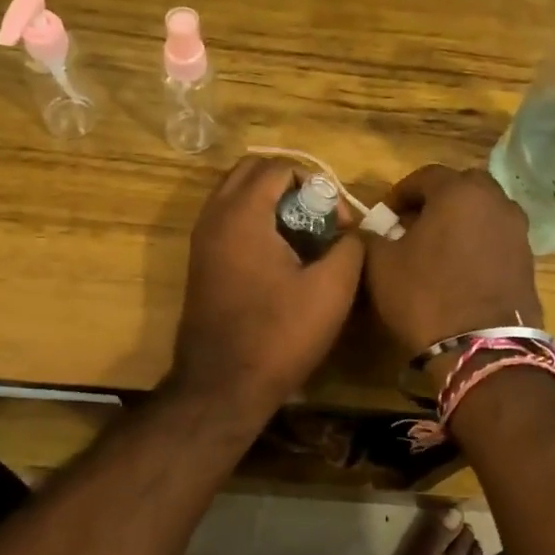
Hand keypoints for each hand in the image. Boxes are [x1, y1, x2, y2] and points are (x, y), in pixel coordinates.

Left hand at [166, 157, 364, 420]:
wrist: (222, 386)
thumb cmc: (278, 335)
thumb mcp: (331, 290)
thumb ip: (351, 247)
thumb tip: (353, 231)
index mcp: (242, 214)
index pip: (279, 167)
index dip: (317, 185)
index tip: (338, 223)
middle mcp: (214, 217)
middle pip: (251, 172)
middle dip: (290, 185)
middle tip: (318, 217)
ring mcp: (202, 239)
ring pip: (237, 195)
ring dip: (270, 202)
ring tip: (303, 236)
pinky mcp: (200, 262)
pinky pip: (228, 220)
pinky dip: (254, 221)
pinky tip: (281, 256)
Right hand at [364, 165, 542, 359]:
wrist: (482, 347)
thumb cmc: (425, 295)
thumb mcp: (381, 265)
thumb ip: (371, 237)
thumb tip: (369, 230)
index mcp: (458, 192)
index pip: (425, 176)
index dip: (400, 193)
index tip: (385, 216)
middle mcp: (495, 201)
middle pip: (462, 186)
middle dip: (437, 199)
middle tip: (414, 224)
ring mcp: (517, 230)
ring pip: (485, 211)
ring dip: (461, 220)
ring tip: (438, 246)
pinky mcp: (528, 259)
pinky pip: (498, 237)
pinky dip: (479, 242)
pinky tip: (461, 267)